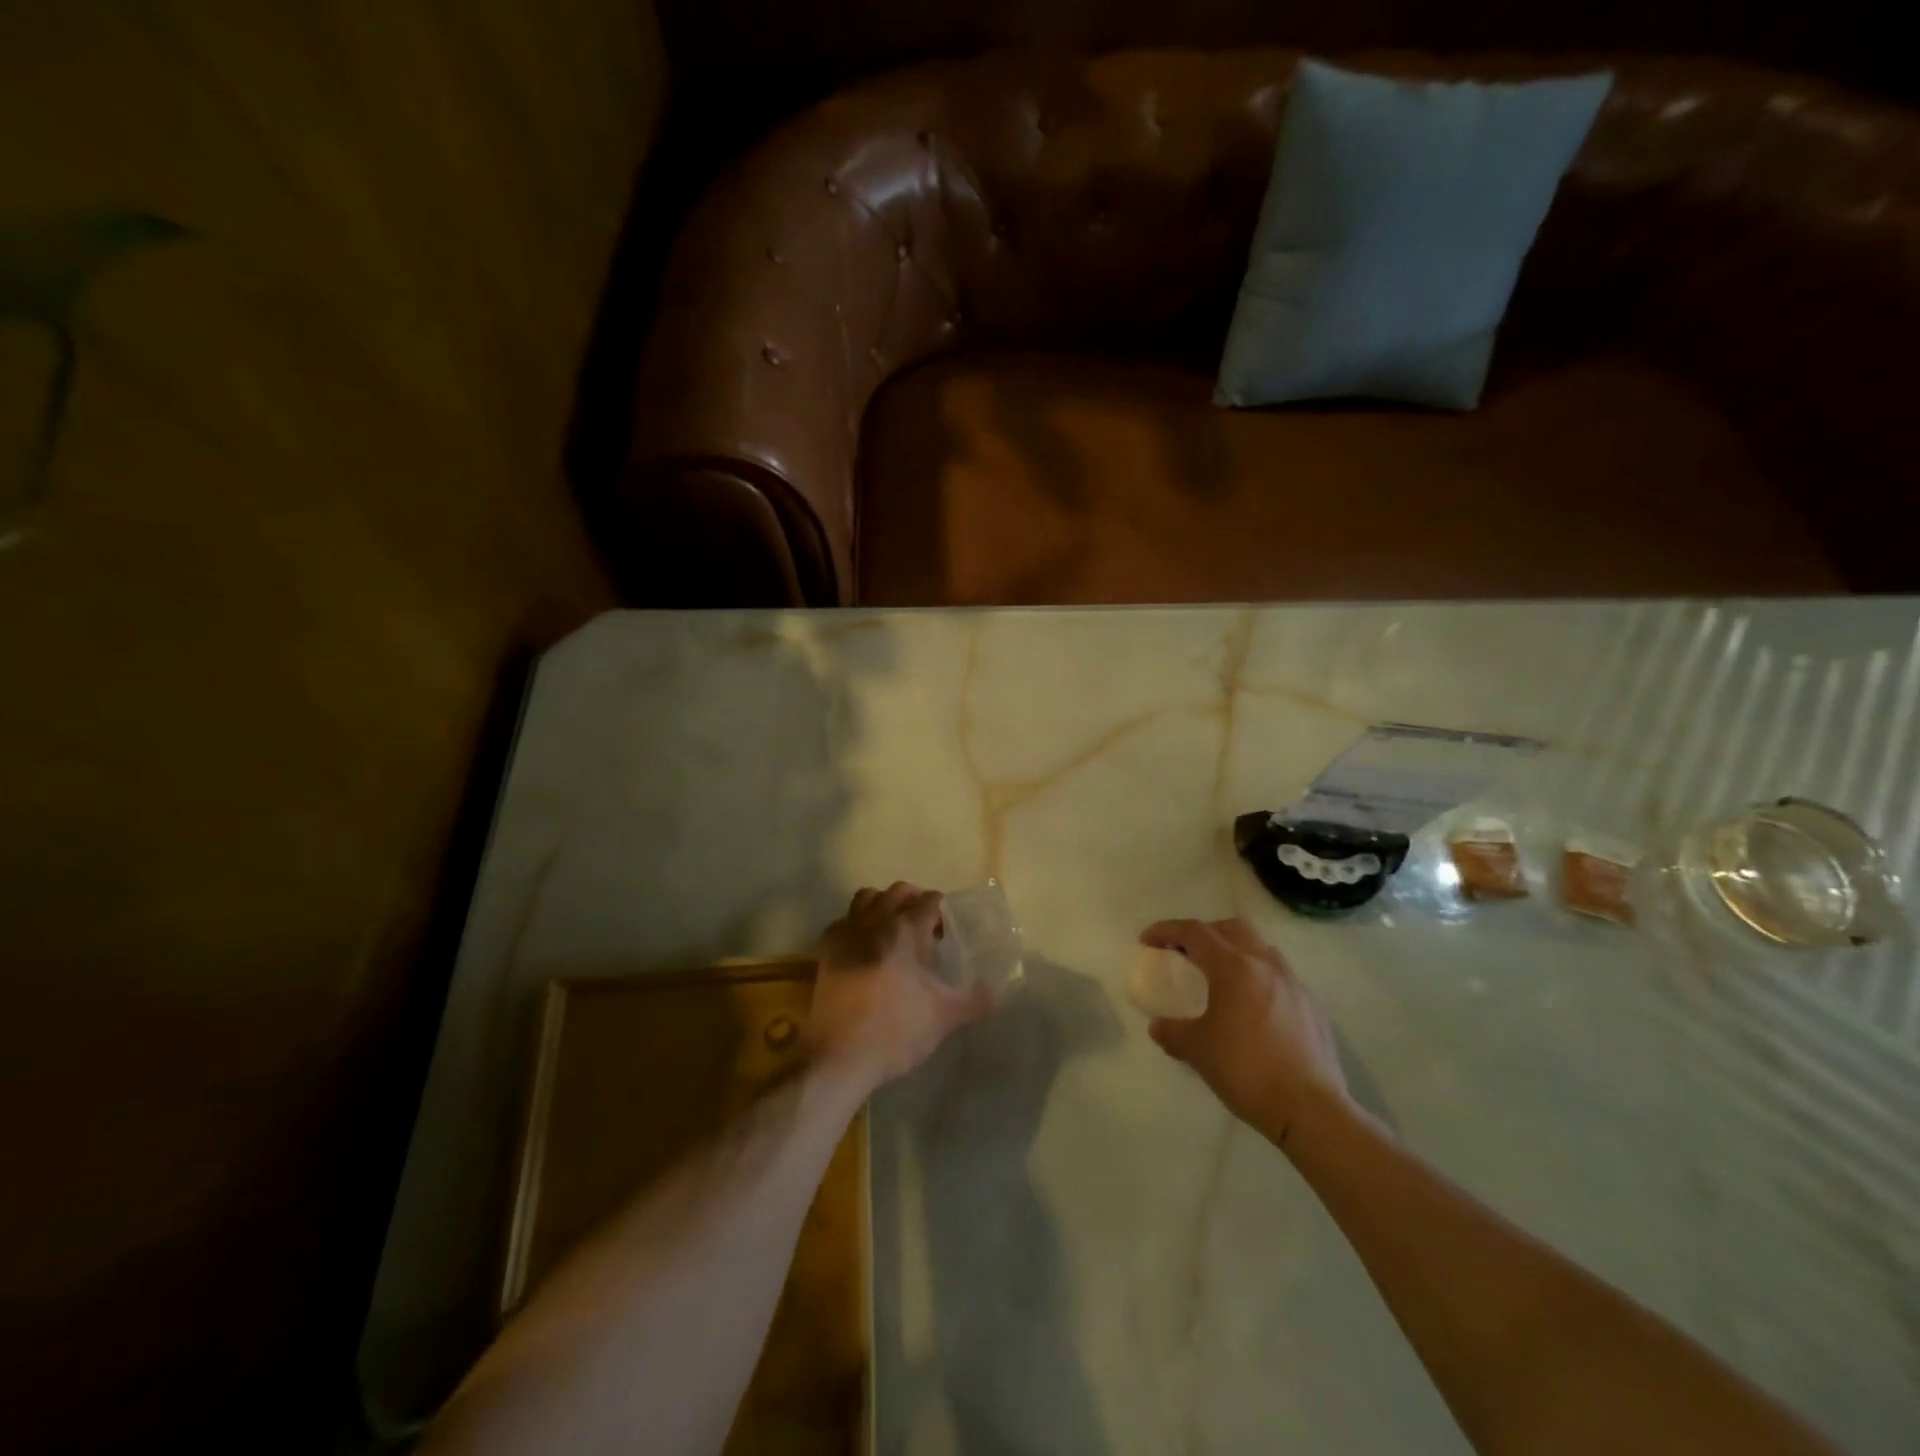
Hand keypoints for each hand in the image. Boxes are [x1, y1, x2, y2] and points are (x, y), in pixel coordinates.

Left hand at [809, 883, 995, 1093]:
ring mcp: (847, 933)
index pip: (930, 901)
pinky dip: (856, 924)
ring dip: (883, 904)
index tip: (948, 929)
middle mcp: (875, 921)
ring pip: (867, 898)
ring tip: (893, 928)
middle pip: (898, 891)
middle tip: (925, 925)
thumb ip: (975, 1000)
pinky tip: (864, 947)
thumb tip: (995, 992)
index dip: (942, 910)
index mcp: (906, 930)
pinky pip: (844, 921)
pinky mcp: (826, 950)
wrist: (842, 1056)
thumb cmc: (897, 1031)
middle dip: (915, 900)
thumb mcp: (945, 1017)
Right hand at [1140, 918, 1349, 1147]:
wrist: (1310, 1110)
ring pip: (1260, 948)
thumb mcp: (1197, 1051)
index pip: (1195, 932)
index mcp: (1234, 968)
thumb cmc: (1247, 1071)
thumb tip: (1159, 1026)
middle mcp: (1265, 965)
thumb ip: (1173, 1031)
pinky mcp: (1312, 1006)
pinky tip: (1252, 1008)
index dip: (1167, 930)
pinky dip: (1258, 978)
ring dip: (1235, 951)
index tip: (1148, 941)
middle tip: (1186, 952)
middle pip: (1231, 928)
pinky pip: (1279, 976)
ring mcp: (1293, 984)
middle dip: (1205, 933)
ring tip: (1221, 978)